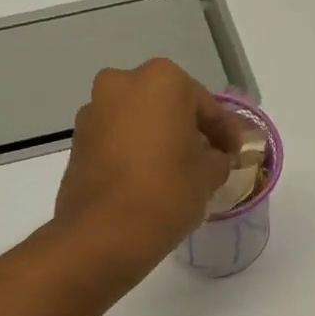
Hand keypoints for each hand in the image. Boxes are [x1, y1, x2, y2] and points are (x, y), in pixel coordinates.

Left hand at [53, 60, 239, 280]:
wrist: (103, 234)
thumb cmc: (166, 193)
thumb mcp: (209, 175)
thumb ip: (219, 158)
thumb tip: (216, 157)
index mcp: (162, 80)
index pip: (206, 106)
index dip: (226, 132)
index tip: (236, 153)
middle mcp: (123, 83)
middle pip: (168, 105)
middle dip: (187, 129)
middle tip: (207, 158)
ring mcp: (94, 110)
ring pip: (138, 120)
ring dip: (158, 138)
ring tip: (176, 171)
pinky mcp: (78, 139)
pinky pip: (117, 138)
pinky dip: (135, 151)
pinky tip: (149, 177)